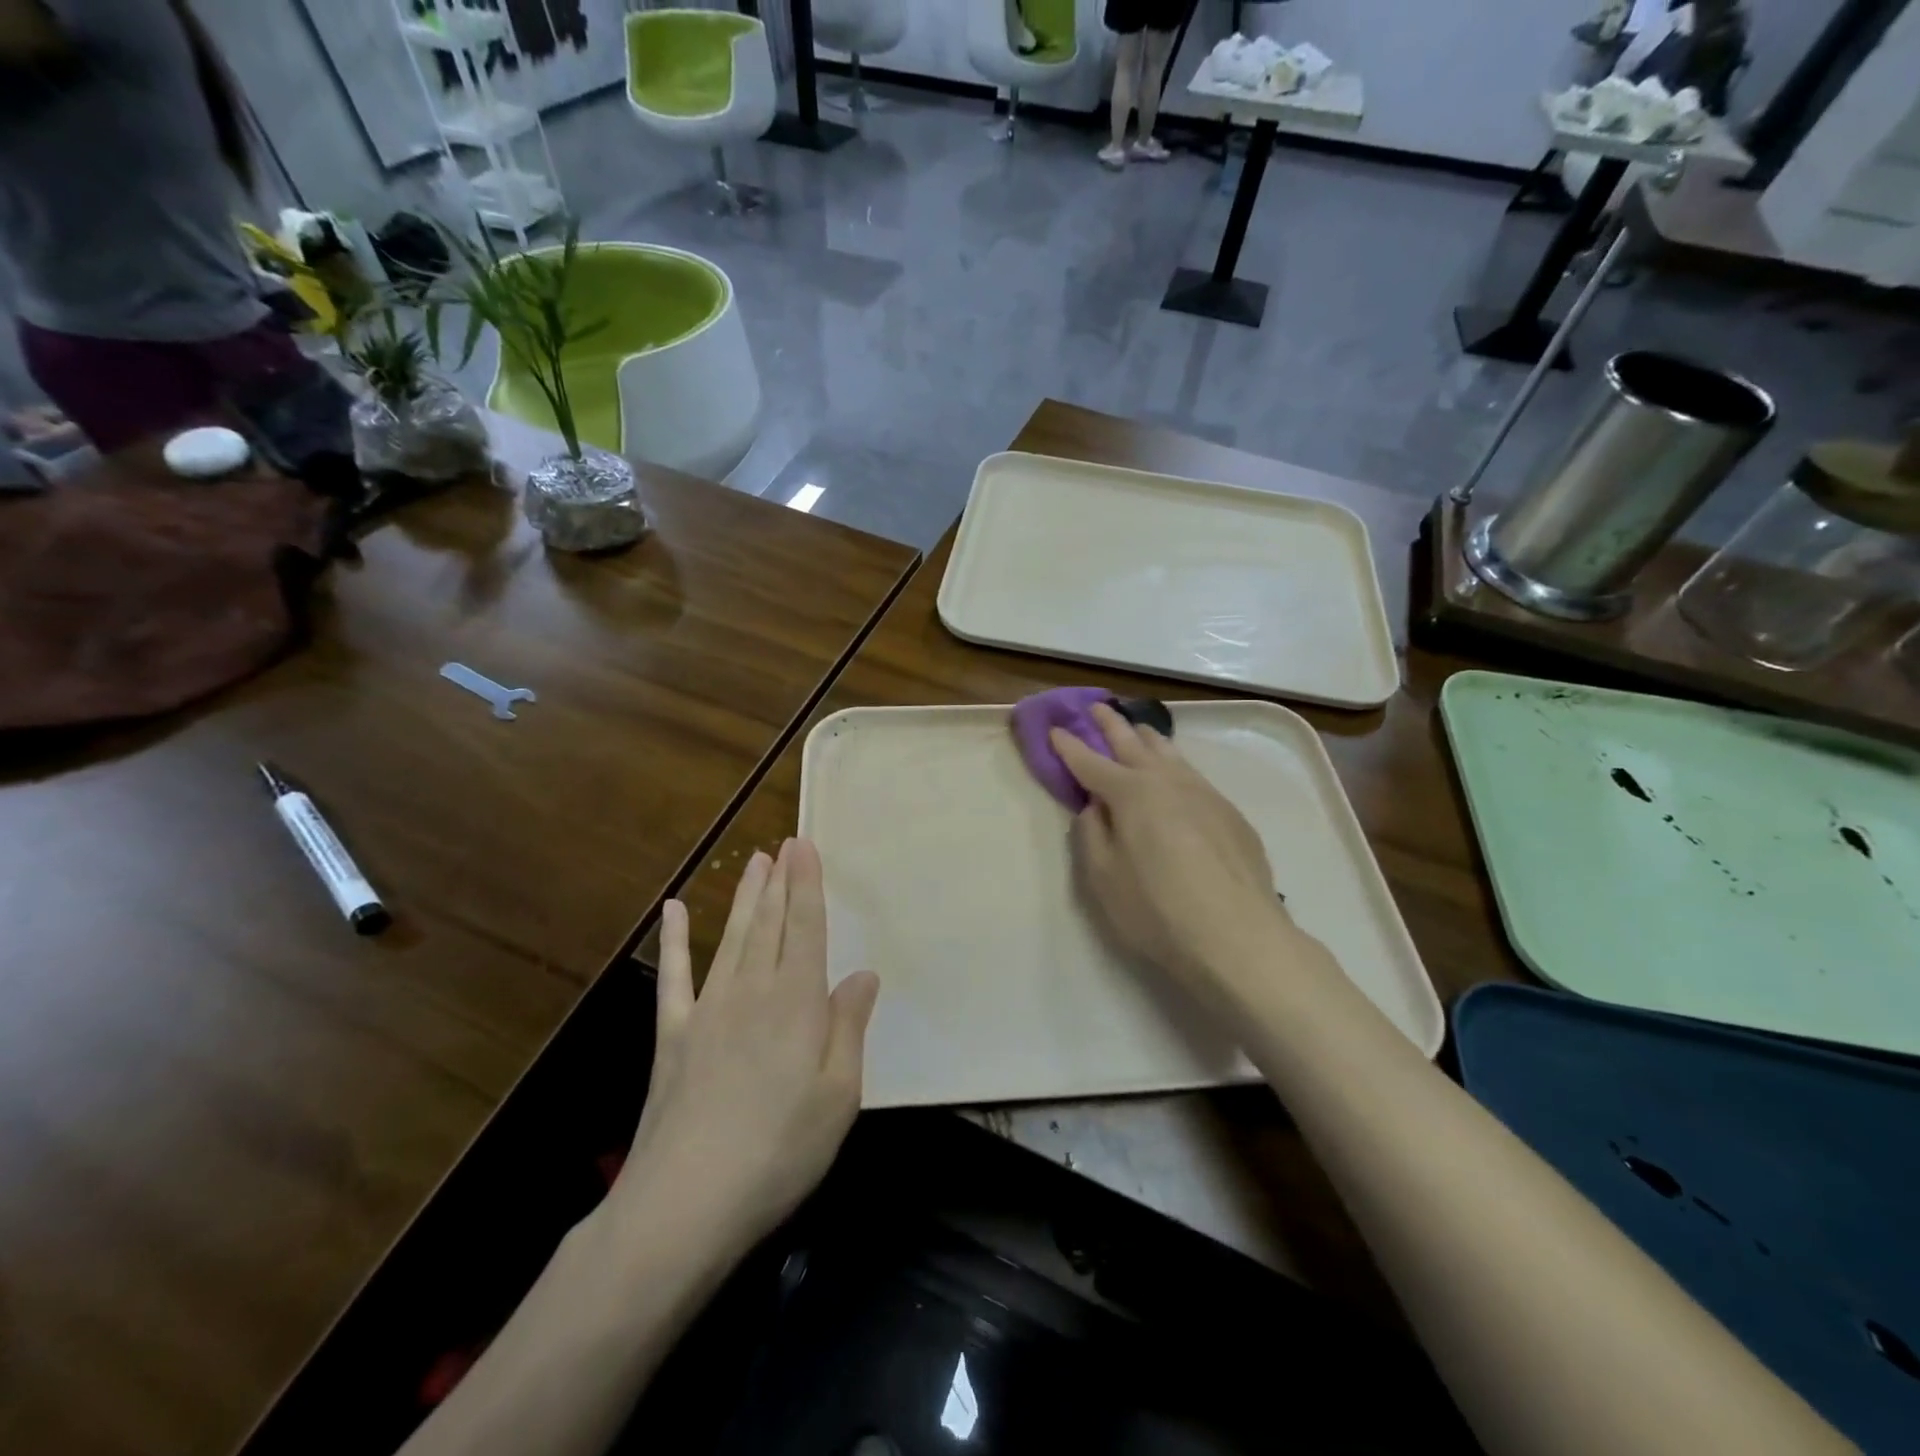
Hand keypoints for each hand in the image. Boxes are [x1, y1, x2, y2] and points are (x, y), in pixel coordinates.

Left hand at [606, 839, 879, 1259]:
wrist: (686, 1203)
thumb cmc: (780, 1150)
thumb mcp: (839, 1095)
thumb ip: (849, 1028)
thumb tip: (862, 975)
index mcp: (797, 1002)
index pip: (807, 928)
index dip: (808, 884)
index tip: (805, 846)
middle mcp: (753, 992)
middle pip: (770, 924)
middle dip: (779, 882)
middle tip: (784, 846)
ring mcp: (709, 1010)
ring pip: (732, 939)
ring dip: (745, 898)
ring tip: (755, 864)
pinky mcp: (674, 1036)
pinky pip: (675, 976)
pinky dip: (675, 941)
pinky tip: (673, 910)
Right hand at [1052, 702, 1294, 1001]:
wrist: (1237, 936)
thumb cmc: (1157, 910)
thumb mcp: (1103, 878)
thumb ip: (1092, 834)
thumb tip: (1094, 807)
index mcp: (1130, 794)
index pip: (1090, 762)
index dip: (1068, 746)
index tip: (1054, 729)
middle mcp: (1167, 781)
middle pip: (1133, 743)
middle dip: (1110, 724)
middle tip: (1096, 708)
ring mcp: (1204, 793)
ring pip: (1170, 753)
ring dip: (1147, 738)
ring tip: (1137, 730)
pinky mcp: (1230, 813)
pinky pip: (1194, 776)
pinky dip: (1175, 766)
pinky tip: (1176, 776)